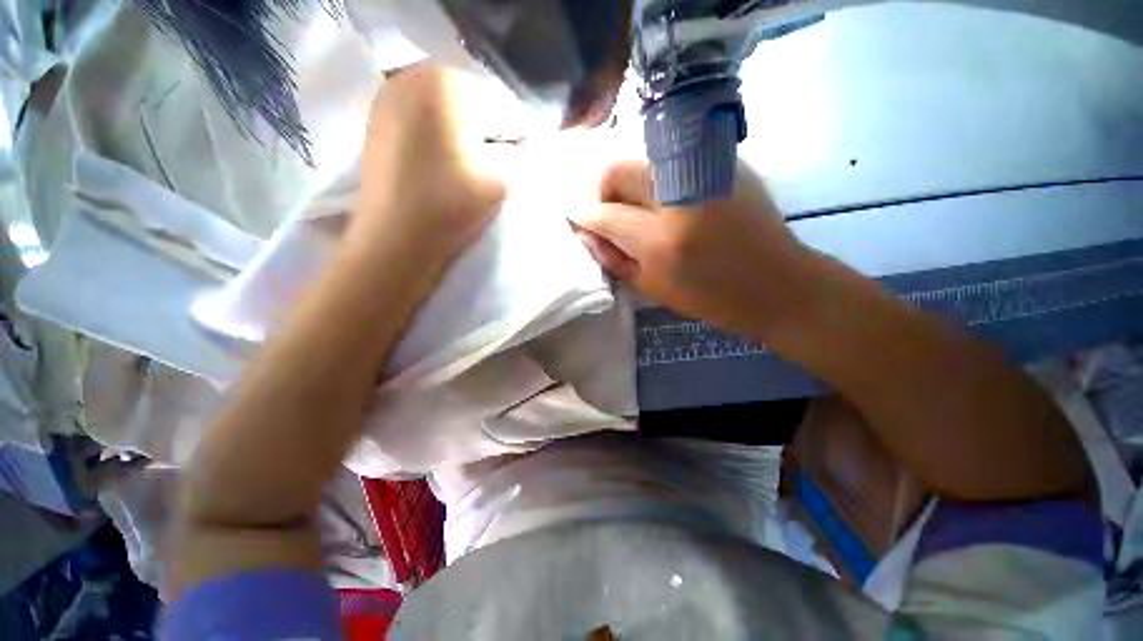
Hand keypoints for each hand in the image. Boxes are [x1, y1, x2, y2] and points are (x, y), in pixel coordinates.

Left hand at [351, 65, 506, 273]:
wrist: (394, 240)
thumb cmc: (449, 207)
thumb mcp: (503, 182)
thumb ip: (525, 157)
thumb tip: (529, 145)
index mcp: (444, 83)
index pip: (500, 101)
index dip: (514, 134)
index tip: (513, 163)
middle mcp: (410, 77)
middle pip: (470, 101)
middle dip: (487, 131)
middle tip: (490, 167)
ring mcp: (387, 98)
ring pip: (446, 111)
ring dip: (463, 135)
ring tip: (465, 170)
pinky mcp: (376, 122)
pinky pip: (422, 120)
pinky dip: (439, 138)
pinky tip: (441, 168)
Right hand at [573, 161, 811, 335]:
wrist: (777, 284)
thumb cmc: (711, 298)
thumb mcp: (653, 288)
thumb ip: (614, 258)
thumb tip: (587, 233)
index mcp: (660, 240)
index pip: (604, 214)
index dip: (583, 215)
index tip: (576, 218)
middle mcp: (679, 196)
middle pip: (616, 169)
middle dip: (603, 191)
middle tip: (611, 214)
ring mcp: (704, 171)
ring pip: (642, 158)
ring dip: (628, 183)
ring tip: (640, 209)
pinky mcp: (723, 161)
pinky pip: (671, 160)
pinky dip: (657, 178)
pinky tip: (670, 201)